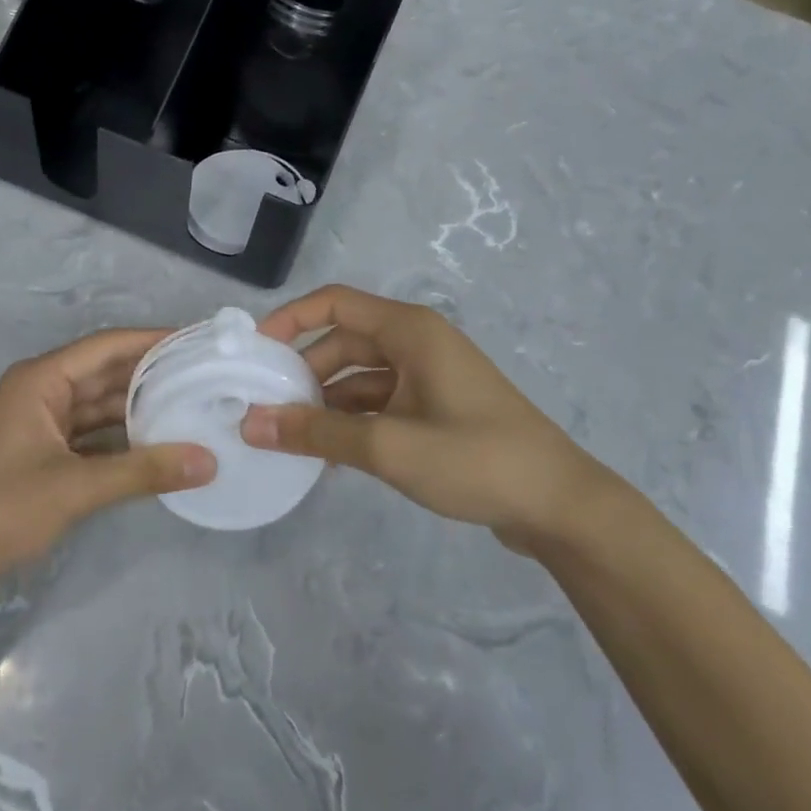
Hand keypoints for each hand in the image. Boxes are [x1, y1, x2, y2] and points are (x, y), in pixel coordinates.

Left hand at [0, 329, 213, 598]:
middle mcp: (41, 392)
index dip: (152, 340)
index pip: (107, 346)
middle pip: (105, 373)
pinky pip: (91, 436)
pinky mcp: (41, 455)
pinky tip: (158, 447)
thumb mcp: (75, 488)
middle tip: (205, 377)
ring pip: (99, 407)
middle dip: (152, 375)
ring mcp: (40, 424)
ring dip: (139, 409)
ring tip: (192, 407)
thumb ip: (143, 471)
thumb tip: (208, 461)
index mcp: (41, 380)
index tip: (198, 343)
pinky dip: (122, 441)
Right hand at [241, 285, 604, 550]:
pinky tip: (327, 457)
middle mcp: (417, 343)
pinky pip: (379, 404)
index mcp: (409, 331)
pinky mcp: (436, 409)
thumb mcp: (388, 446)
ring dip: (325, 403)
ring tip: (288, 439)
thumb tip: (250, 423)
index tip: (252, 352)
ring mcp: (428, 377)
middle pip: (343, 343)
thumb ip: (315, 433)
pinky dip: (352, 422)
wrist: (559, 506)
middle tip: (264, 408)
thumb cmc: (475, 459)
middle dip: (303, 373)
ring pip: (359, 377)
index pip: (334, 303)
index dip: (289, 320)